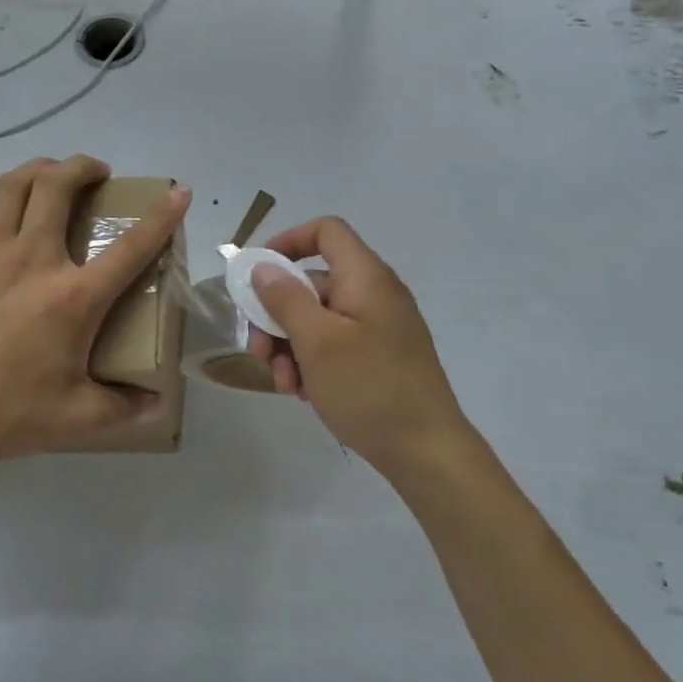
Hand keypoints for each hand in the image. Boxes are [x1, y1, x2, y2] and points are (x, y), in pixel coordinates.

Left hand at [0, 156, 189, 465]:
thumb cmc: (6, 412)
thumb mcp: (76, 417)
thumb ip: (123, 408)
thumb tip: (157, 405)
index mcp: (75, 298)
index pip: (131, 248)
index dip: (161, 218)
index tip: (179, 192)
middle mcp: (34, 261)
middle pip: (59, 189)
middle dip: (83, 168)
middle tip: (97, 172)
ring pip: (14, 187)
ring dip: (38, 167)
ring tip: (53, 169)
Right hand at [245, 217, 467, 473]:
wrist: (425, 449)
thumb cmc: (369, 388)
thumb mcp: (317, 342)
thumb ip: (286, 299)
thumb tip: (263, 267)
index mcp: (366, 278)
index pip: (326, 231)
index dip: (288, 242)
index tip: (257, 274)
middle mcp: (375, 294)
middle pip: (313, 282)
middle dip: (278, 315)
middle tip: (258, 351)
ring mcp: (379, 327)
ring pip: (319, 319)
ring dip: (290, 346)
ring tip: (284, 384)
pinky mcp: (380, 356)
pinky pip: (336, 344)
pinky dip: (313, 361)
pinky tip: (304, 393)